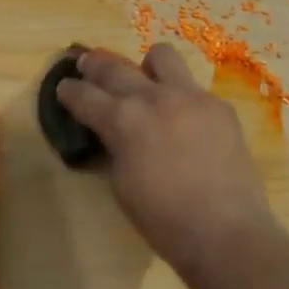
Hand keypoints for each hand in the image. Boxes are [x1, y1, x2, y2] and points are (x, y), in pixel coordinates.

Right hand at [56, 45, 278, 273]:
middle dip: (95, 65)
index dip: (69, 91)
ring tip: (146, 84)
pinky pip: (193, 88)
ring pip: (161, 56)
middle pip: (115, 67)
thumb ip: (113, 147)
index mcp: (124, 120)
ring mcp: (192, 96)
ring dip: (146, 67)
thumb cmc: (163, 219)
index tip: (63, 87)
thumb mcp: (121, 184)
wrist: (225, 232)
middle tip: (87, 65)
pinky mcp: (220, 106)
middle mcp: (155, 98)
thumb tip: (112, 132)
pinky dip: (181, 98)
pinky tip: (185, 122)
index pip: (85, 95)